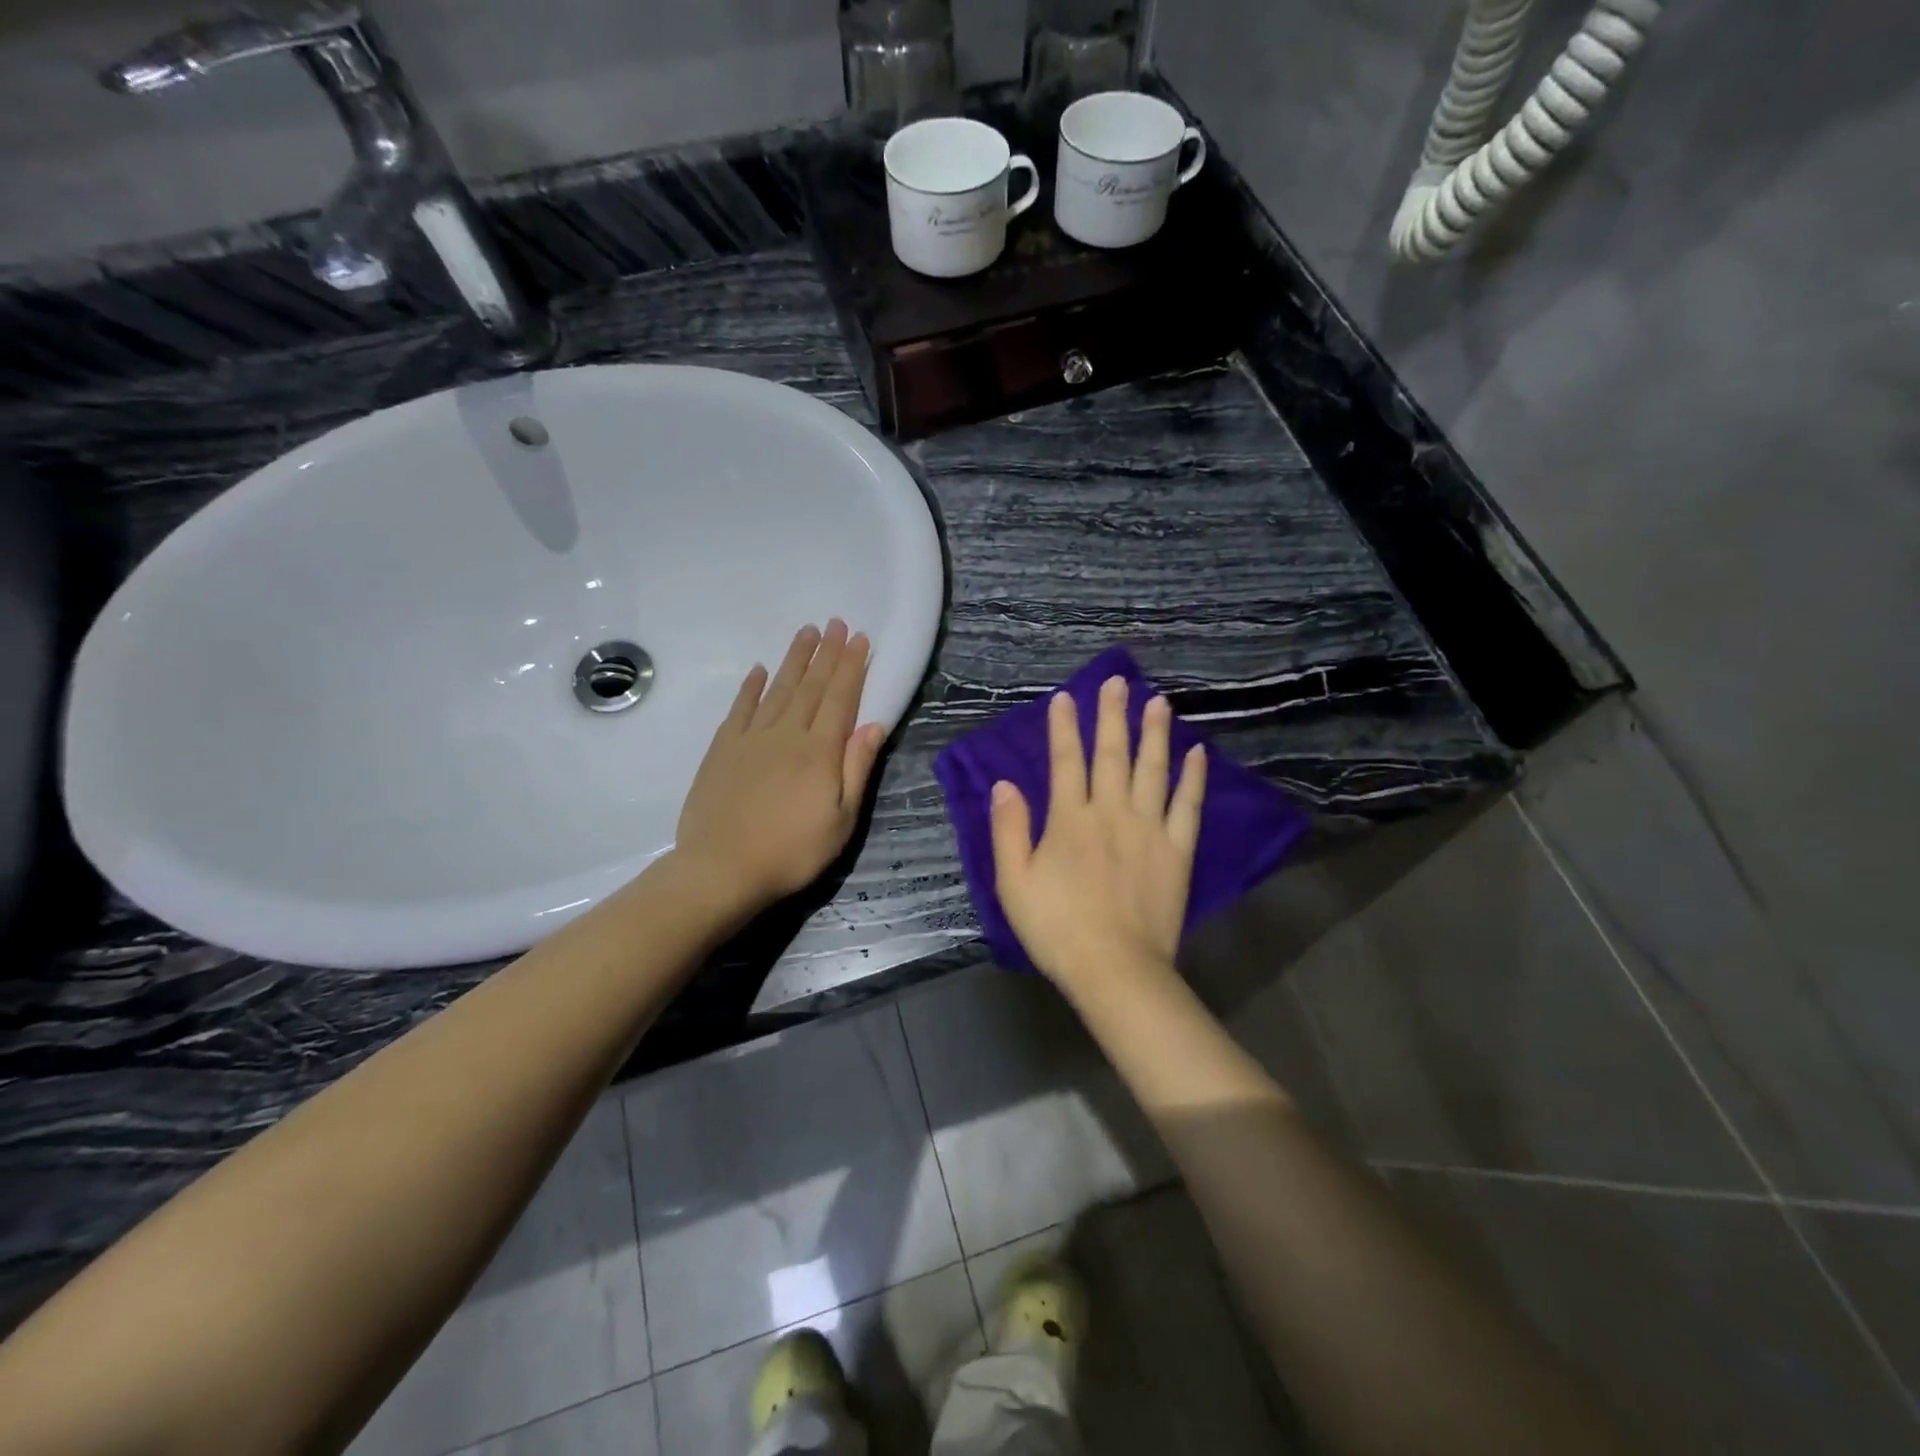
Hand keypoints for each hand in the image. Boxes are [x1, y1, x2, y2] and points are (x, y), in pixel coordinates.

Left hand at [674, 620, 886, 914]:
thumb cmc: (791, 852)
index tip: (860, 638)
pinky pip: (741, 709)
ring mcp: (751, 739)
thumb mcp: (841, 821)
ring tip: (806, 632)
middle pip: (811, 686)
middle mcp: (786, 734)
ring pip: (778, 689)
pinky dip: (752, 688)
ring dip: (794, 660)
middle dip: (827, 653)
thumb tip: (873, 725)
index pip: (840, 698)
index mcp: (819, 751)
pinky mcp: (723, 749)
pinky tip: (760, 671)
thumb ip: (856, 770)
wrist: (721, 869)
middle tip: (836, 622)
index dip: (852, 667)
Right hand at [989, 675, 1206, 994]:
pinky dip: (1193, 778)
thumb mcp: (1014, 882)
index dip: (1064, 727)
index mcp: (1070, 819)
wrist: (1115, 969)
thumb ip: (1009, 830)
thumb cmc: (1057, 928)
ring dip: (1155, 733)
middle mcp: (1111, 813)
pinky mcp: (1177, 851)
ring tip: (1158, 702)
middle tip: (1118, 681)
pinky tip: (1197, 753)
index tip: (1066, 697)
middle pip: (1113, 754)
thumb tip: (1005, 785)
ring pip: (1153, 769)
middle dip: (1112, 715)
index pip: (1066, 761)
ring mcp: (1150, 829)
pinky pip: (1188, 806)